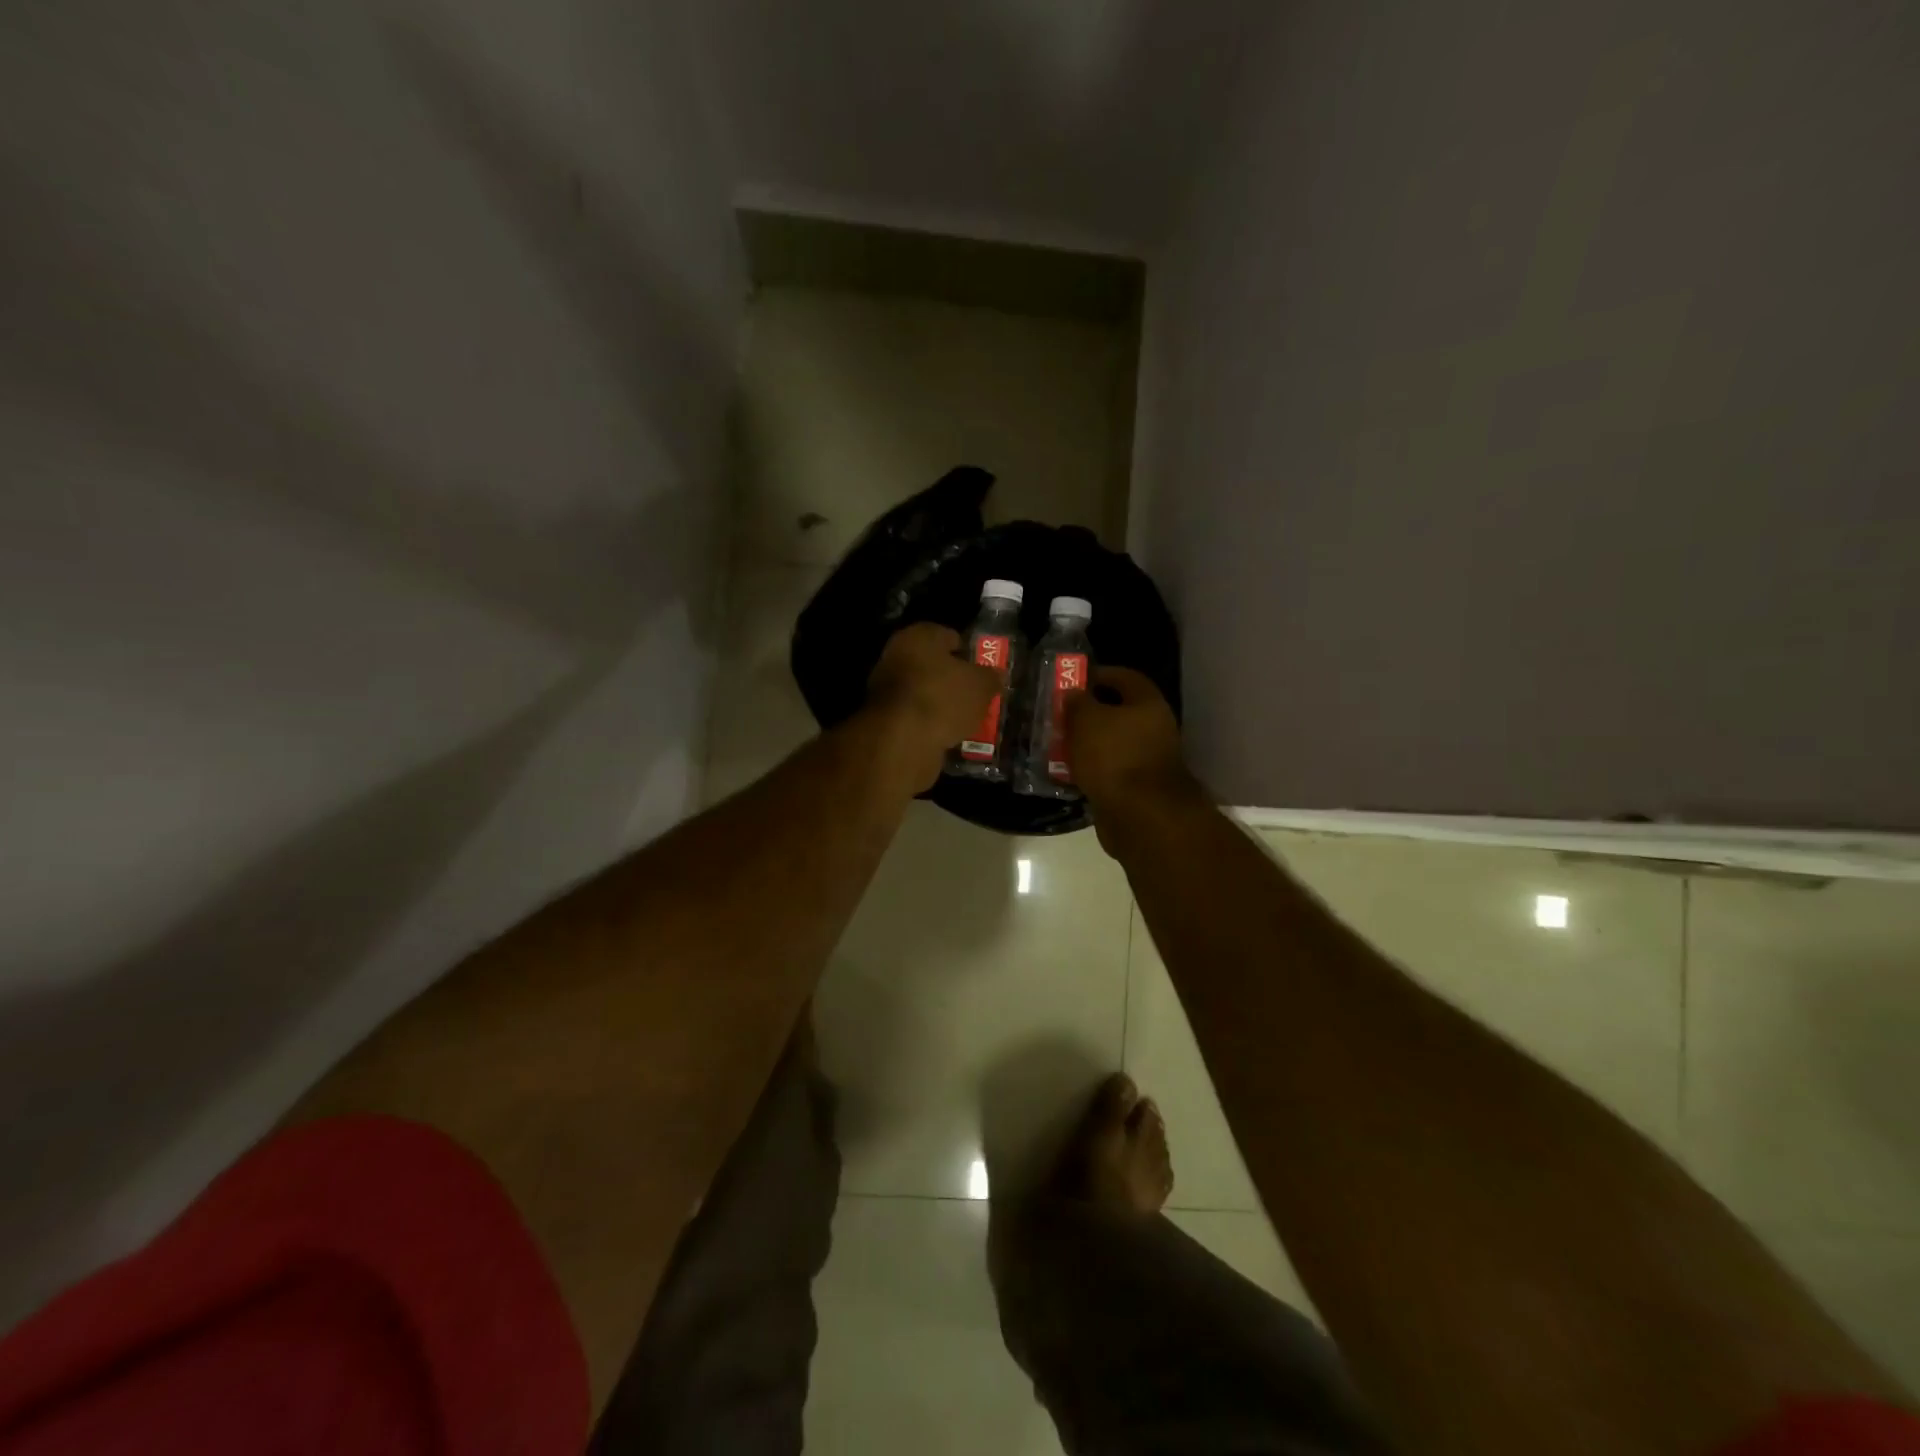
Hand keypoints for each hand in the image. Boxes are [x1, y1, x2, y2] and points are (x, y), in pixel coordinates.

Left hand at [864, 623, 1001, 790]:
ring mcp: (885, 688)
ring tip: (965, 719)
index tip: (983, 670)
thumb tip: (995, 675)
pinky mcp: (883, 718)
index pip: (949, 636)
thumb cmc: (943, 698)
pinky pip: (914, 716)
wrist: (901, 741)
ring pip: (923, 692)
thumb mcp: (981, 686)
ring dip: (940, 703)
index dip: (969, 652)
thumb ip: (991, 677)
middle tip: (976, 696)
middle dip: (953, 680)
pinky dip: (928, 723)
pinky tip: (946, 734)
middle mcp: (896, 655)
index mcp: (918, 636)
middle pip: (933, 665)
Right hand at [1064, 667, 1198, 814]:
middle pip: (1118, 713)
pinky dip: (1091, 770)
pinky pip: (1110, 771)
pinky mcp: (1138, 788)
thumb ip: (1077, 702)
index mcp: (1148, 704)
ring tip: (1058, 744)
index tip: (1073, 680)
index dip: (1099, 675)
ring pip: (1112, 744)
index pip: (1124, 677)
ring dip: (1087, 744)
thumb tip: (1074, 694)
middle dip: (1088, 713)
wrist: (1140, 815)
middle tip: (1060, 715)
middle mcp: (1154, 729)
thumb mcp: (1086, 720)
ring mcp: (1148, 760)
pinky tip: (1068, 772)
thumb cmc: (1114, 756)